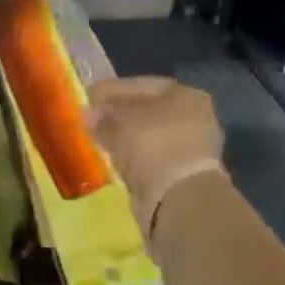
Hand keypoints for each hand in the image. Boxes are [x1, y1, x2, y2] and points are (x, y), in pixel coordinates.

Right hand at [85, 76, 228, 236]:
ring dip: (126, 137)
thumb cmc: (152, 145)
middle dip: (118, 114)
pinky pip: (151, 158)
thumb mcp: (119, 123)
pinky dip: (134, 157)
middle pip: (147, 111)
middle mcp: (195, 117)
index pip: (142, 85)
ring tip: (99, 139)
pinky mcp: (183, 174)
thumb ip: (102, 116)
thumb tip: (88, 114)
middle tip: (92, 119)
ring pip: (149, 136)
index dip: (112, 90)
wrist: (178, 199)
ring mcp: (192, 148)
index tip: (89, 97)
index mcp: (186, 94)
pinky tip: (114, 159)